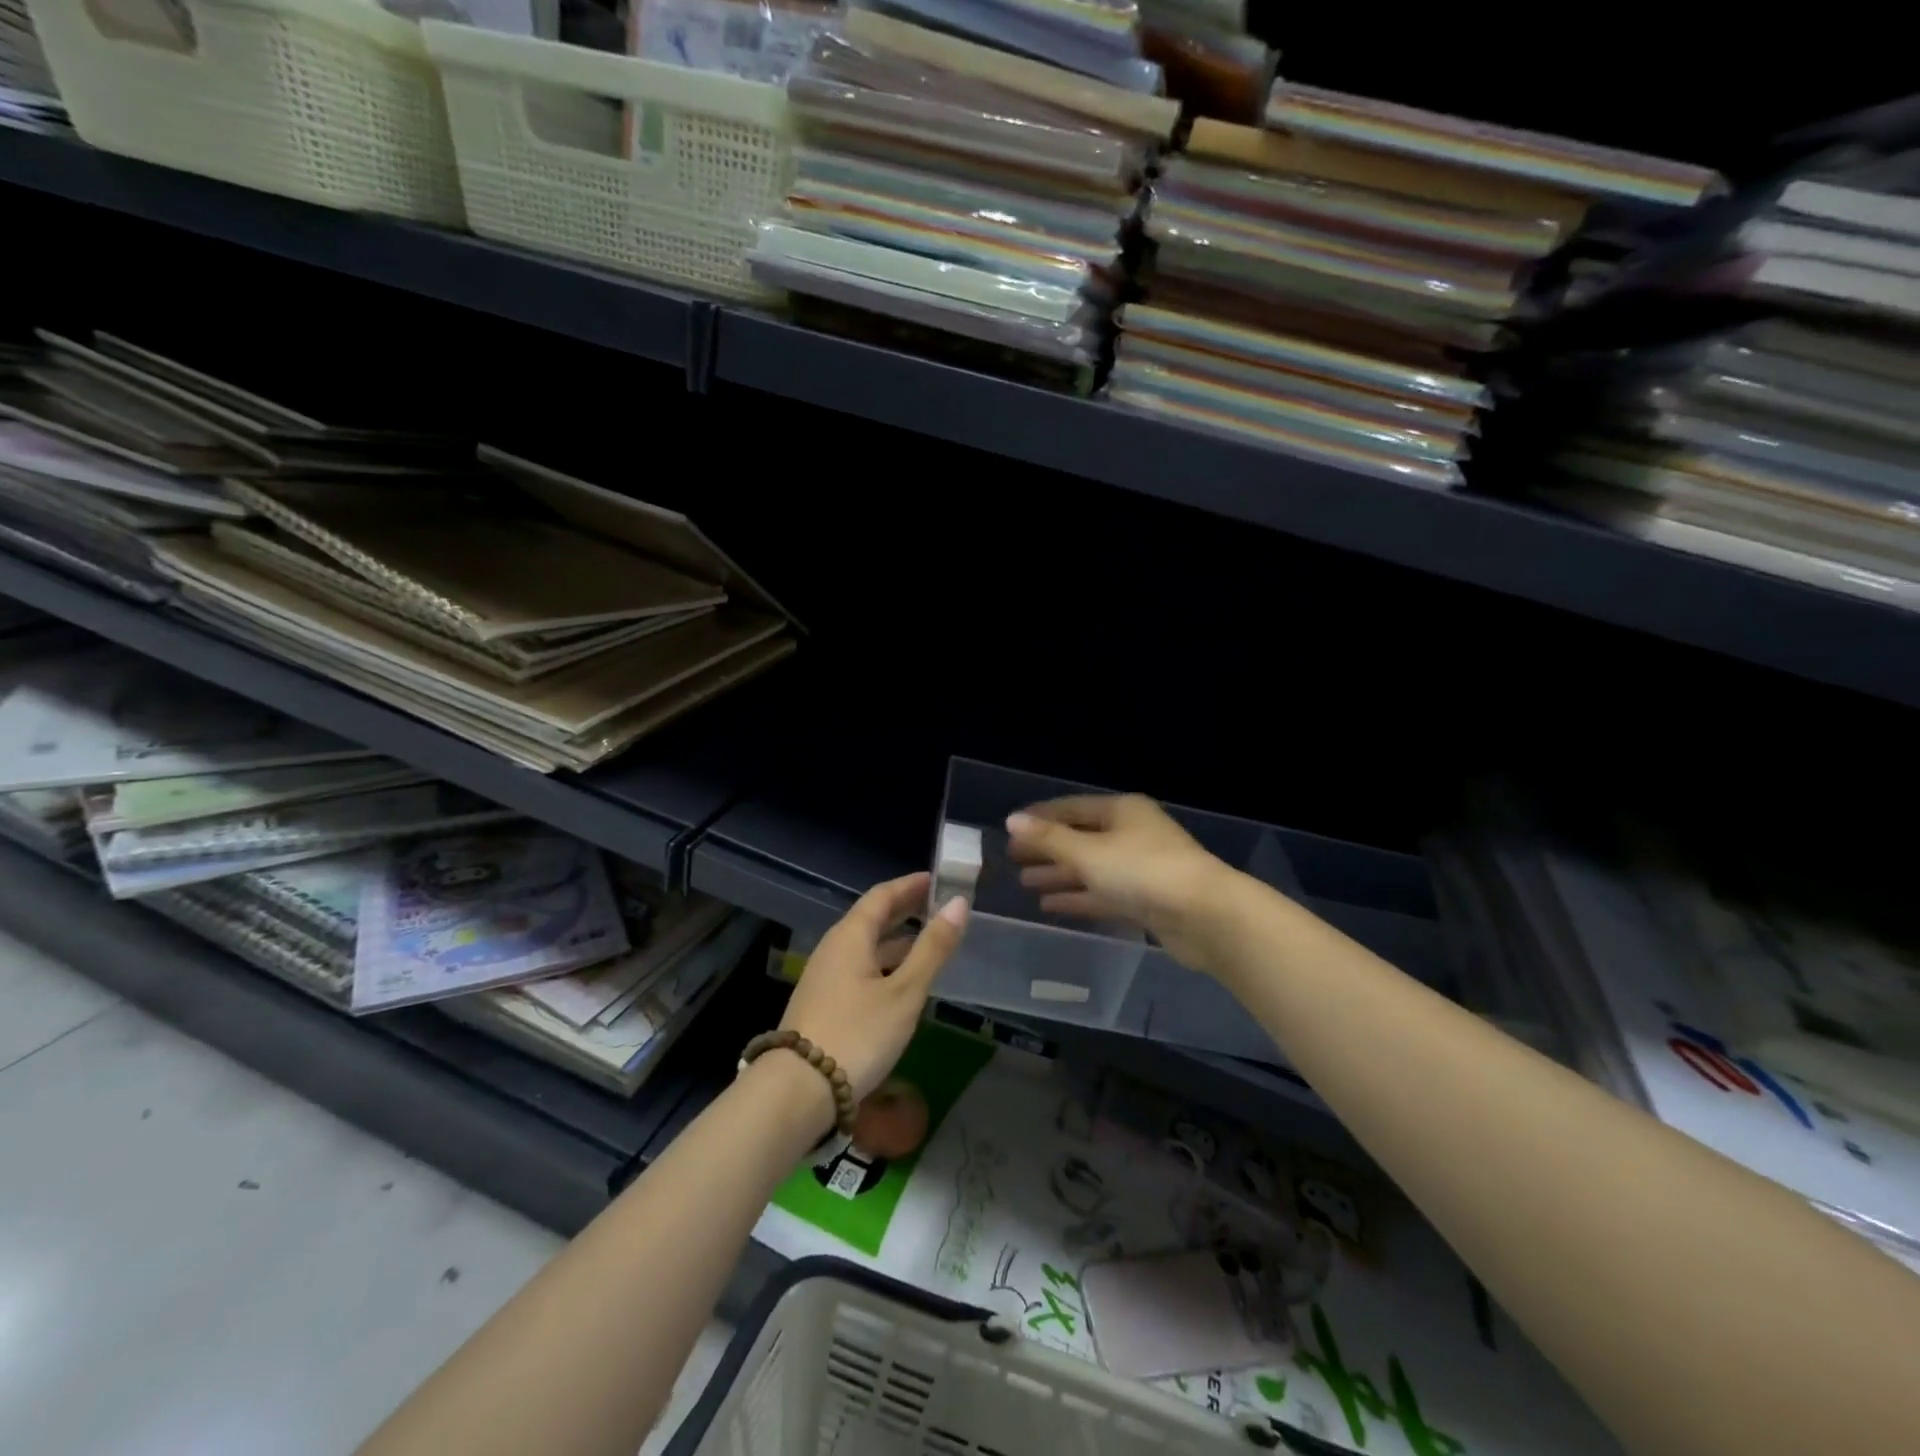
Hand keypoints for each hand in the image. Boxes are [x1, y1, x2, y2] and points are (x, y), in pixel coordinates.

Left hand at [780, 872, 967, 1101]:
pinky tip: (902, 982)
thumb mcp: (904, 992)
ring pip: (865, 946)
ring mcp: (825, 977)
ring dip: (896, 939)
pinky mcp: (823, 1003)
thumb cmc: (858, 1034)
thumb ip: (932, 948)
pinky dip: (885, 963)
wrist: (798, 1091)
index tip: (938, 879)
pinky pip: (860, 968)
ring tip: (928, 942)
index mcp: (850, 936)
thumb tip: (958, 903)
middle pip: (871, 918)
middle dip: (905, 909)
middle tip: (939, 906)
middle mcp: (834, 948)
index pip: (882, 895)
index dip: (911, 885)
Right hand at [1006, 795, 1233, 970]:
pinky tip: (1051, 906)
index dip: (1040, 818)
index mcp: (1122, 811)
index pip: (1071, 808)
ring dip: (1059, 875)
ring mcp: (1141, 868)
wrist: (1205, 916)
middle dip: (1047, 849)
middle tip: (1013, 860)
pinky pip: (1104, 893)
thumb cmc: (1143, 872)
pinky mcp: (1146, 900)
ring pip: (1091, 868)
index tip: (1011, 829)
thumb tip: (1012, 820)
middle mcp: (1132, 833)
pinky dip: (1079, 897)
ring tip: (1025, 883)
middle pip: (1080, 838)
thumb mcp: (1088, 853)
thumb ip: (1049, 839)